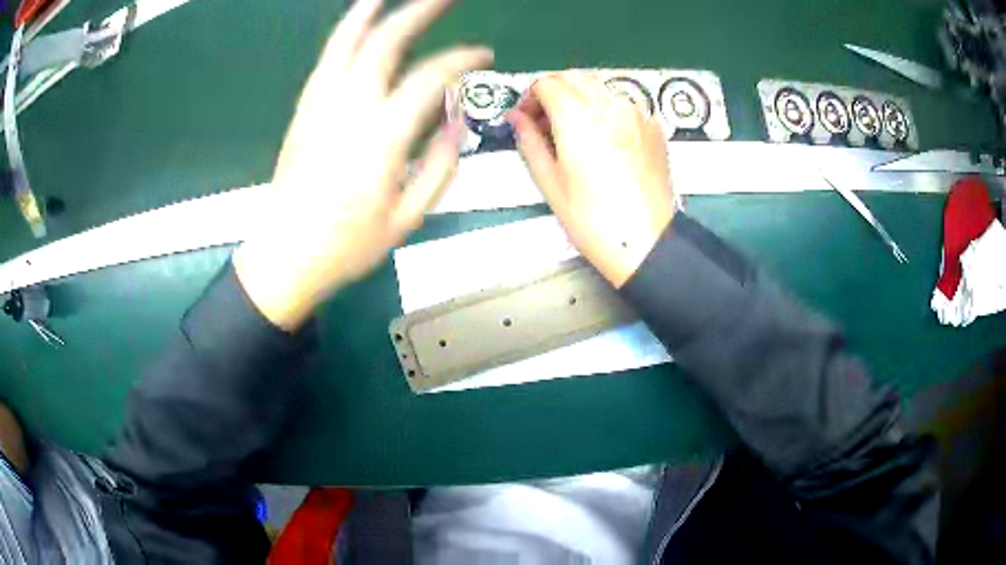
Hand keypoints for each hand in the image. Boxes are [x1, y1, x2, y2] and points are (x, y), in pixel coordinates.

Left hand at [233, 0, 492, 329]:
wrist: (284, 256)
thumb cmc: (348, 245)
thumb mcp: (408, 217)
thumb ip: (440, 164)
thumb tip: (455, 120)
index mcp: (381, 137)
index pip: (431, 77)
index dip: (463, 60)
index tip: (484, 56)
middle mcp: (349, 107)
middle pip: (387, 40)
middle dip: (421, 10)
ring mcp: (321, 103)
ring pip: (347, 39)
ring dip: (372, 9)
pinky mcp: (304, 108)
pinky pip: (328, 57)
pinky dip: (346, 32)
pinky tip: (358, 23)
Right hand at [508, 72, 674, 287]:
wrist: (647, 243)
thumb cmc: (596, 221)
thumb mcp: (550, 183)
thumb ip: (529, 142)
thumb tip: (516, 118)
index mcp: (579, 118)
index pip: (547, 83)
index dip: (530, 96)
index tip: (526, 115)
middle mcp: (610, 107)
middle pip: (574, 77)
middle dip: (554, 91)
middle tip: (545, 120)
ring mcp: (636, 114)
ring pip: (600, 86)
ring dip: (579, 97)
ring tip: (573, 129)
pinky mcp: (653, 126)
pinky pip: (623, 103)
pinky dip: (605, 109)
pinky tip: (602, 137)